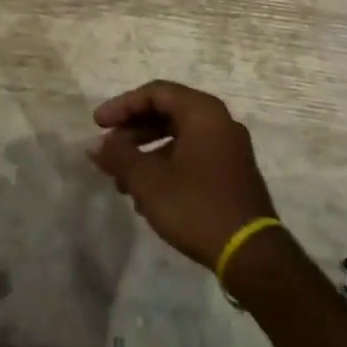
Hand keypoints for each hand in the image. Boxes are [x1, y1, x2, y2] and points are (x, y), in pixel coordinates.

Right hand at [90, 81, 277, 270]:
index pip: (156, 92)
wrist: (250, 254)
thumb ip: (118, 157)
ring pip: (179, 138)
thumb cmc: (196, 206)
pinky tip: (148, 197)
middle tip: (108, 151)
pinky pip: (193, 156)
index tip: (98, 125)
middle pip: (168, 113)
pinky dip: (167, 166)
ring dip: (147, 154)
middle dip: (133, 132)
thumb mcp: (148, 181)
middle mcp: (220, 122)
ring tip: (123, 182)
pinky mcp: (232, 173)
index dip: (122, 105)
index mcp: (203, 112)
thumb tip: (95, 145)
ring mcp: (230, 148)